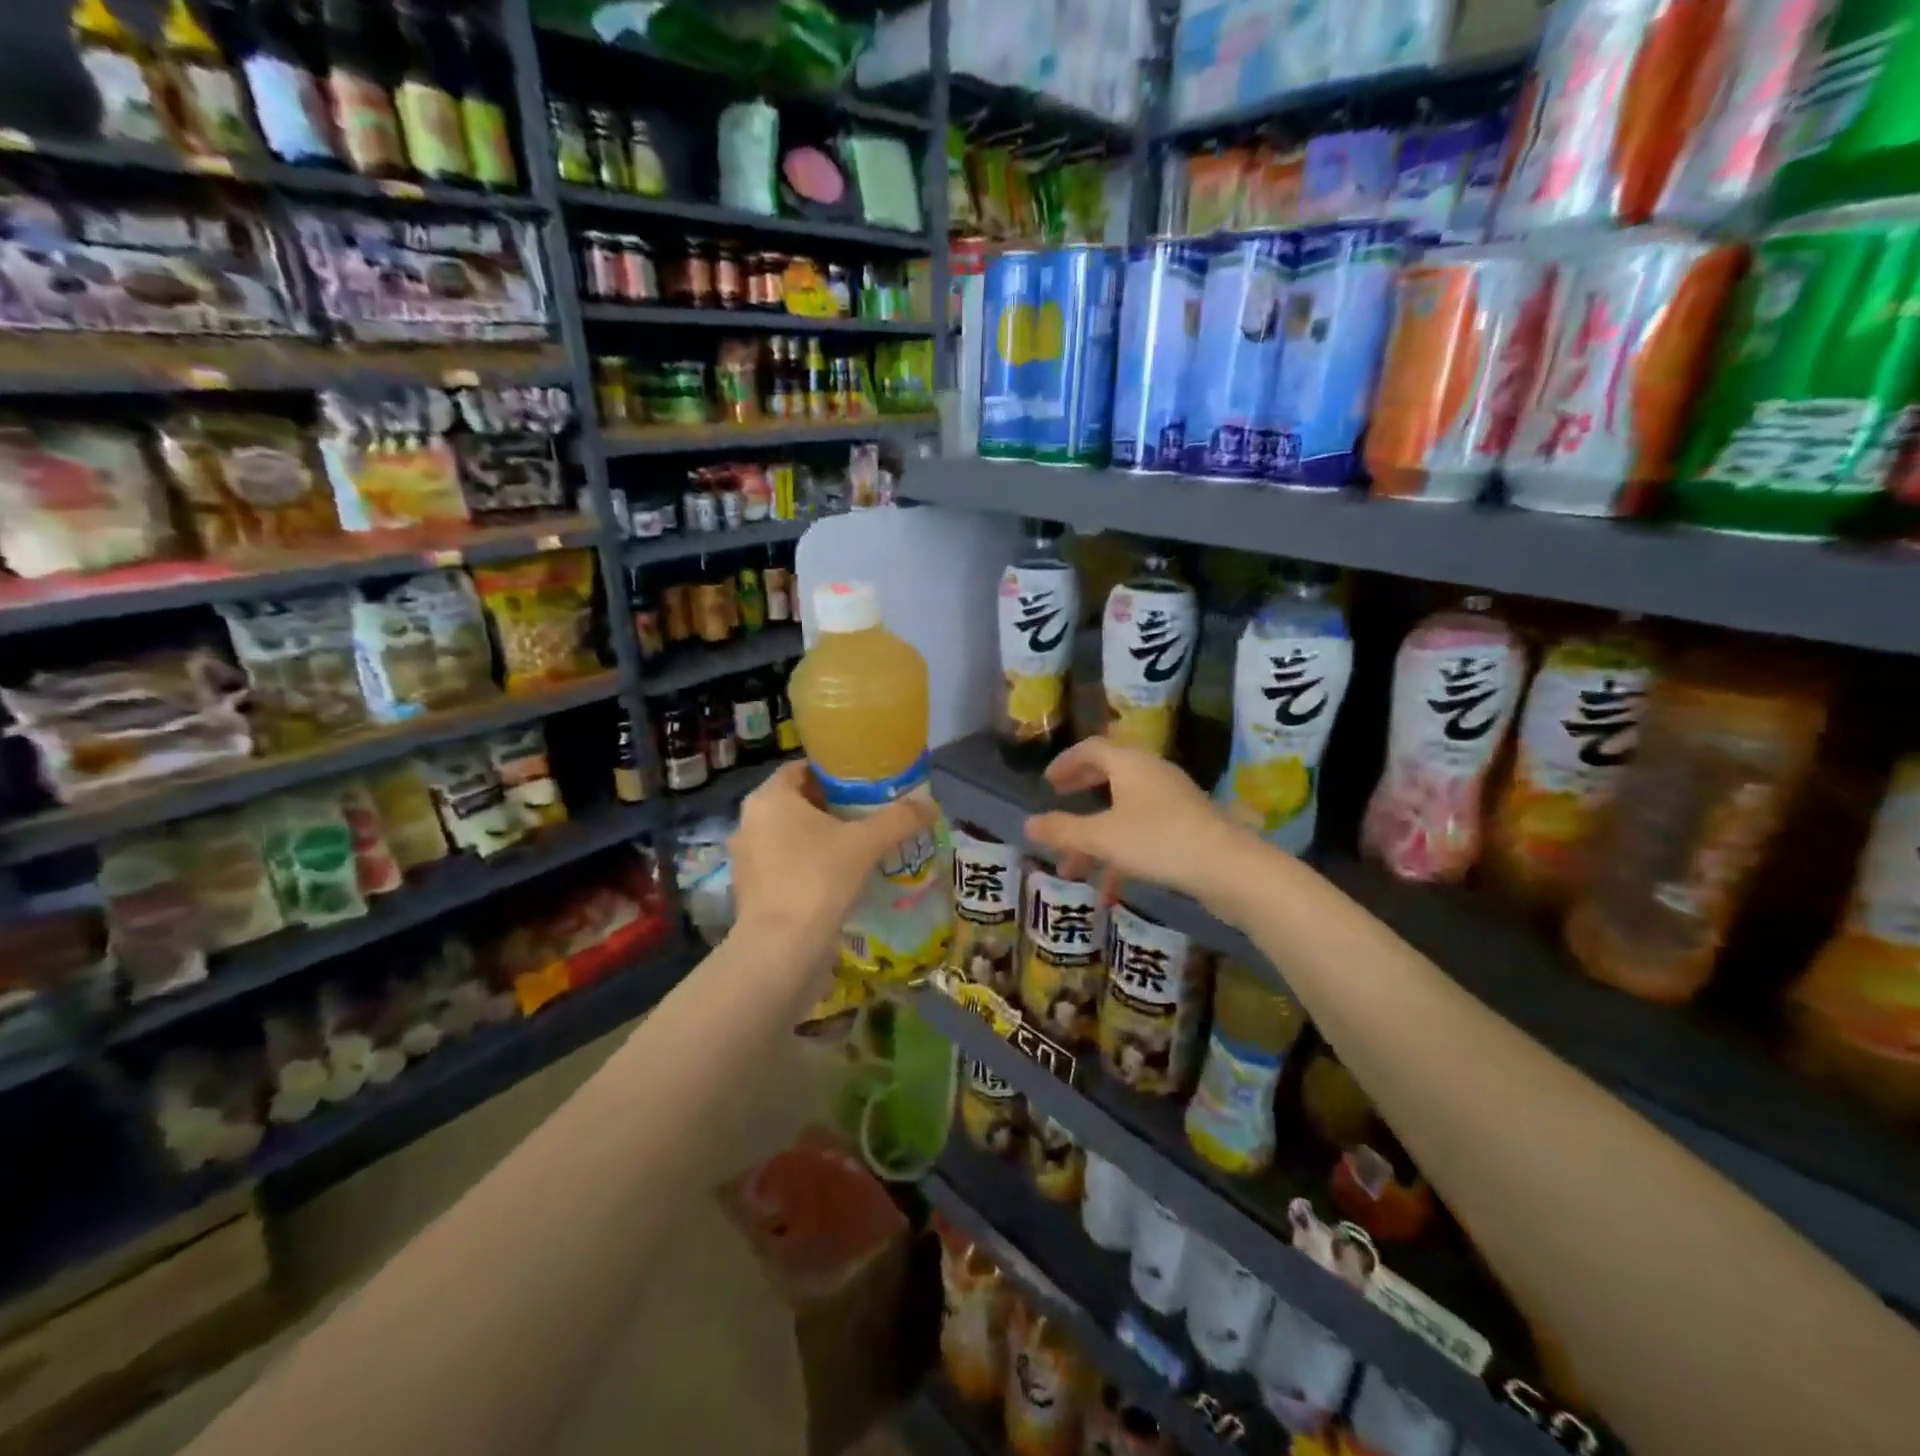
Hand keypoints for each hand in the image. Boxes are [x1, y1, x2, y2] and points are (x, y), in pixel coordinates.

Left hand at [728, 760, 936, 986]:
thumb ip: (899, 819)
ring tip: (859, 847)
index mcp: (769, 798)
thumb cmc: (817, 880)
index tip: (866, 784)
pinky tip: (838, 878)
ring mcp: (746, 858)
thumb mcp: (865, 844)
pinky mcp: (750, 890)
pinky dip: (808, 865)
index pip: (802, 769)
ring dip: (821, 838)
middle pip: (797, 802)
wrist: (781, 951)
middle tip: (870, 814)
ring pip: (790, 835)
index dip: (834, 773)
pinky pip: (784, 864)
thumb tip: (931, 804)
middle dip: (832, 807)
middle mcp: (750, 822)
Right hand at [1024, 738, 1253, 907]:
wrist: (1229, 868)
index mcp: (1130, 764)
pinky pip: (1143, 832)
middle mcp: (1152, 774)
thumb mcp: (1102, 837)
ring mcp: (1173, 800)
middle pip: (1109, 775)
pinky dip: (1121, 853)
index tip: (1048, 782)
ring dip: (1096, 836)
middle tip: (1059, 803)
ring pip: (1124, 811)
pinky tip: (1111, 890)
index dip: (1066, 763)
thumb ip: (1062, 830)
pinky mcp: (1187, 827)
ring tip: (1073, 868)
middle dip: (1081, 793)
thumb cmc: (1158, 841)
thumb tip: (1027, 823)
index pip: (1091, 748)